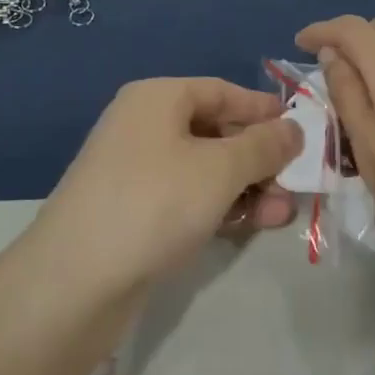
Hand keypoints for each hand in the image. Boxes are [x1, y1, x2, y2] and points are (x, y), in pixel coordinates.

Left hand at [33, 79, 300, 297]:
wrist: (73, 284)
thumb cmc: (154, 203)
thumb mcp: (220, 169)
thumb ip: (263, 145)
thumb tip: (293, 128)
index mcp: (158, 98)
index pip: (221, 91)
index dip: (262, 109)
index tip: (301, 129)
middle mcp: (144, 125)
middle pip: (215, 131)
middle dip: (259, 158)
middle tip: (295, 182)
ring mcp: (135, 171)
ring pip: (204, 169)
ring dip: (246, 187)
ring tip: (282, 213)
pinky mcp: (133, 213)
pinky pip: (187, 197)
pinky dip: (219, 207)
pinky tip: (250, 226)